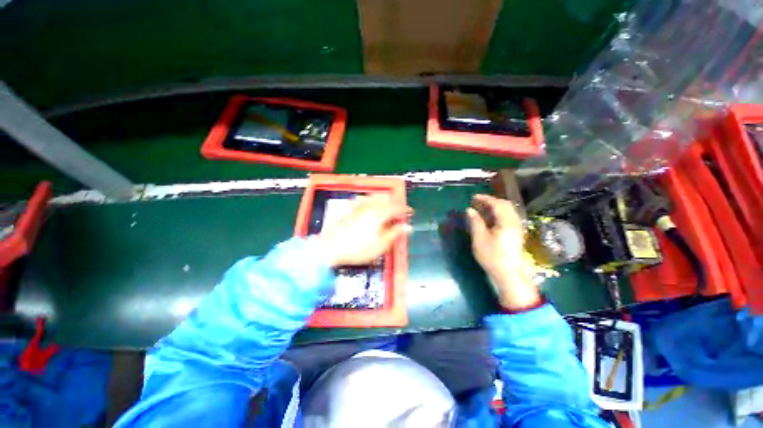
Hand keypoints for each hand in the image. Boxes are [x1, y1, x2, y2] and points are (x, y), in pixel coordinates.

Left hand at [316, 194, 412, 266]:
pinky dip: (375, 202)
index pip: (397, 207)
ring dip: (386, 202)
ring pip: (377, 198)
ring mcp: (359, 205)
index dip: (406, 209)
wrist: (329, 247)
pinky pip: (367, 200)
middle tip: (401, 214)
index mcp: (380, 213)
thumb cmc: (358, 248)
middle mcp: (370, 205)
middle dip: (396, 205)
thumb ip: (395, 233)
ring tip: (389, 211)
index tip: (411, 212)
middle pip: (388, 200)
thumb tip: (408, 227)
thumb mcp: (381, 244)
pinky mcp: (351, 208)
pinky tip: (373, 208)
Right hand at [466, 194, 540, 310]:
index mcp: (507, 222)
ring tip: (481, 209)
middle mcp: (515, 222)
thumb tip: (470, 210)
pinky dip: (498, 213)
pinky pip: (508, 217)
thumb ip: (475, 222)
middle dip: (491, 201)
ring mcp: (517, 228)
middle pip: (505, 205)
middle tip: (477, 202)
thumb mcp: (480, 239)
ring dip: (495, 207)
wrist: (509, 274)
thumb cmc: (492, 257)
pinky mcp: (516, 234)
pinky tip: (489, 219)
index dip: (485, 198)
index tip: (473, 197)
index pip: (497, 204)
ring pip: (508, 211)